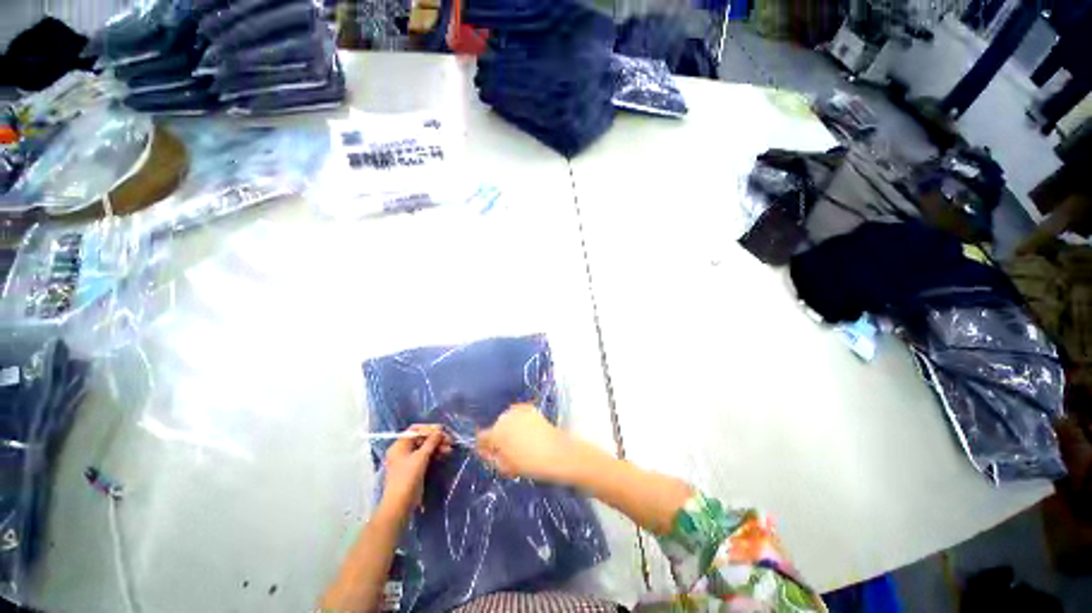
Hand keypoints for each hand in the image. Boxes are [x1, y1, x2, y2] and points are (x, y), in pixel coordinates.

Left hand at [381, 425, 451, 518]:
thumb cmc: (407, 477)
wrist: (400, 504)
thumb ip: (431, 442)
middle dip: (436, 439)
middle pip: (421, 438)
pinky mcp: (413, 469)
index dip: (429, 428)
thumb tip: (440, 430)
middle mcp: (402, 451)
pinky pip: (425, 456)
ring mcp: (407, 460)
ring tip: (449, 449)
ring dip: (437, 446)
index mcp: (399, 445)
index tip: (442, 430)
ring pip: (424, 448)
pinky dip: (434, 454)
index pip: (415, 430)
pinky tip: (444, 455)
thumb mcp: (421, 457)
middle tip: (449, 441)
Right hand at [476, 403, 574, 481]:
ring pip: (506, 419)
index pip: (481, 437)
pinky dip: (519, 421)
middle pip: (495, 426)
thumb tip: (491, 452)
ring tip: (518, 441)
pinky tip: (526, 431)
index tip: (490, 455)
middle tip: (506, 451)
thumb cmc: (530, 463)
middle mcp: (504, 417)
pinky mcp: (530, 408)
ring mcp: (518, 410)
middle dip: (498, 437)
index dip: (484, 447)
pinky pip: (518, 414)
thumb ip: (493, 458)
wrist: (556, 452)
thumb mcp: (506, 466)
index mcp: (496, 432)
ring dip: (509, 428)